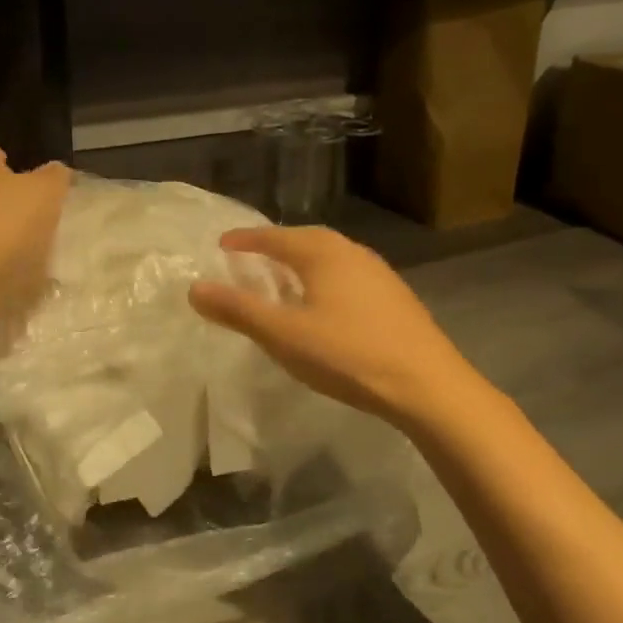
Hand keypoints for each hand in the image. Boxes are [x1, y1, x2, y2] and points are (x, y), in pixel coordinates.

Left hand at [0, 143, 70, 325]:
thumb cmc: (8, 224)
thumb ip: (54, 177)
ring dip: (4, 234)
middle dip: (6, 200)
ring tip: (35, 247)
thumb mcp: (45, 192)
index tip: (19, 167)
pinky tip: (23, 274)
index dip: (2, 157)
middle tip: (38, 211)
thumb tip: (56, 170)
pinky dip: (0, 264)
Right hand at [189, 225, 486, 428]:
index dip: (245, 240)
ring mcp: (379, 274)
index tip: (223, 245)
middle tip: (250, 259)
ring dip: (302, 264)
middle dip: (275, 247)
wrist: (427, 385)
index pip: (274, 237)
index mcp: (323, 253)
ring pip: (330, 259)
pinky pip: (348, 277)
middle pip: (305, 241)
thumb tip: (194, 288)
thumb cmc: (348, 354)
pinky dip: (324, 281)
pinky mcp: (395, 298)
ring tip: (283, 281)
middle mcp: (352, 252)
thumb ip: (238, 310)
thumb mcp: (283, 335)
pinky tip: (324, 307)